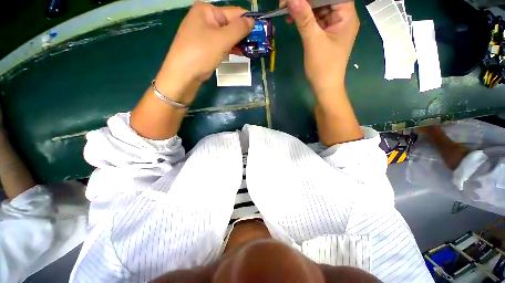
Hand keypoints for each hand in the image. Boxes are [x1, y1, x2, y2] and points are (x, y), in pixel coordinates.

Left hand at [155, 3, 253, 103]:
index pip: (234, 13)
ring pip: (227, 36)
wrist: (183, 75)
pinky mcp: (205, 48)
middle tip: (259, 43)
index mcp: (207, 11)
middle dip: (245, 34)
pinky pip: (222, 45)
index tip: (264, 30)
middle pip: (231, 24)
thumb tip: (252, 21)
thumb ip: (239, 29)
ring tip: (253, 50)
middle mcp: (205, 19)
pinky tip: (240, 53)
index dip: (250, 21)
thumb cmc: (201, 53)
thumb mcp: (222, 39)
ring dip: (239, 43)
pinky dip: (231, 48)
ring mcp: (204, 34)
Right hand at [285, 0, 358, 98]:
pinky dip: (305, 20)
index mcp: (346, 16)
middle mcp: (343, 18)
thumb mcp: (313, 41)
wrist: (325, 87)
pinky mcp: (327, 34)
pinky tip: (294, 20)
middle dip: (305, 1)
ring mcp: (334, 26)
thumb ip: (304, 19)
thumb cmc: (323, 67)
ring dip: (303, 10)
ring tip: (287, 12)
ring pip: (319, 9)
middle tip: (287, 4)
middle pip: (324, 0)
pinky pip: (316, 20)